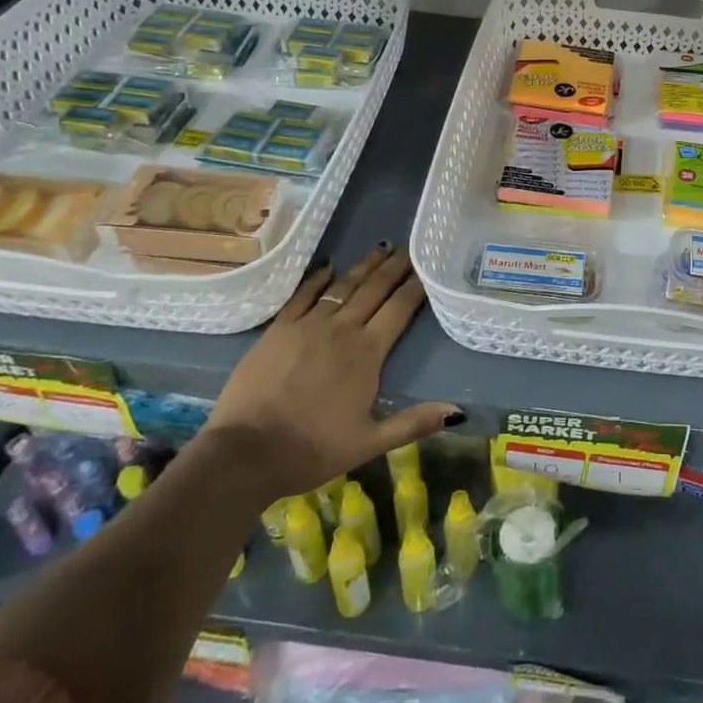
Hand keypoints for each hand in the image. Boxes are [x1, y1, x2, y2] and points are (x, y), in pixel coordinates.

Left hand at [199, 245, 461, 502]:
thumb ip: (414, 423)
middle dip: (393, 268)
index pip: (399, 310)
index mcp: (367, 353)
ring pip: (342, 287)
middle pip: (374, 290)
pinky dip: (317, 279)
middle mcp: (342, 330)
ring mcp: (307, 326)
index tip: (427, 266)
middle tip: (408, 248)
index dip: (415, 286)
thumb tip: (458, 412)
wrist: (245, 453)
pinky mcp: (278, 330)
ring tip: (380, 249)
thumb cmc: (311, 450)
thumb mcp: (369, 443)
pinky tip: (327, 266)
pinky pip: (302, 296)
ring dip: (363, 267)